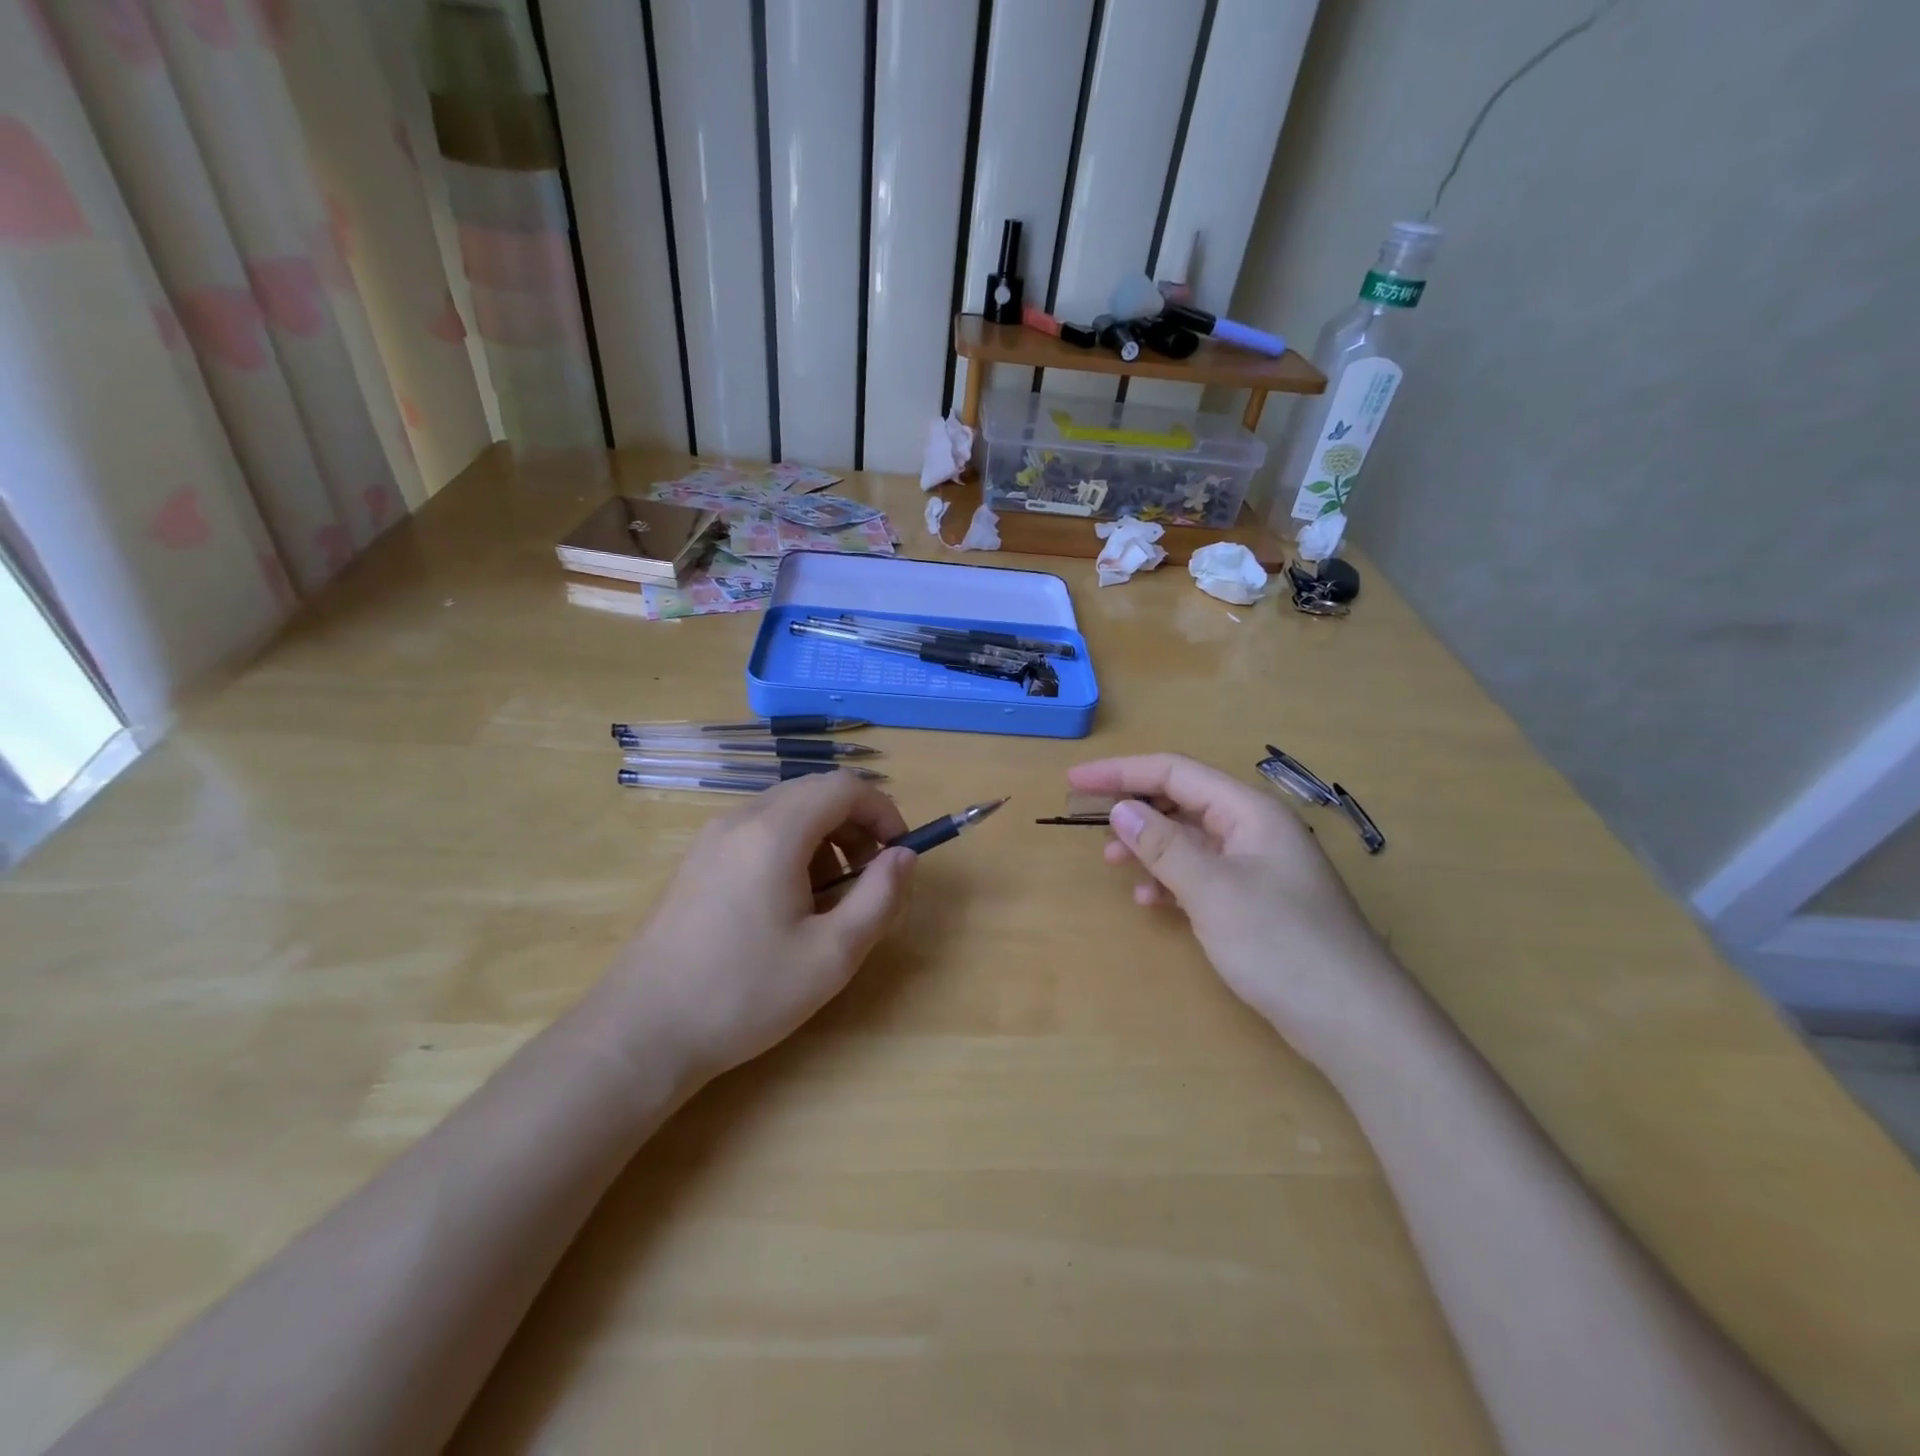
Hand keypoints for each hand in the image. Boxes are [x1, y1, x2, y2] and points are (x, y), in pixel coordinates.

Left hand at [603, 772, 915, 1085]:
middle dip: (855, 824)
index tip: (898, 852)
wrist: (642, 1030)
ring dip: (824, 837)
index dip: (883, 810)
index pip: (845, 787)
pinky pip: (757, 831)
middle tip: (870, 876)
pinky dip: (791, 847)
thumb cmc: (745, 993)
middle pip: (815, 792)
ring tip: (830, 896)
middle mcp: (741, 819)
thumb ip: (880, 897)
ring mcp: (712, 838)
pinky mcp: (697, 860)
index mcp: (775, 832)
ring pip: (786, 810)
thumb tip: (904, 856)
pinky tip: (787, 903)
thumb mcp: (831, 955)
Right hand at [1068, 753, 1411, 1068]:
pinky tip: (1152, 902)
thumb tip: (1120, 808)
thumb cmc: (1282, 944)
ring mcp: (1257, 868)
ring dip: (1150, 847)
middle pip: (1183, 801)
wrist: (1355, 1021)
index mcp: (1249, 812)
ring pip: (1190, 840)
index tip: (1076, 780)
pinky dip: (1172, 881)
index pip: (1175, 772)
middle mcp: (1253, 830)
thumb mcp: (1213, 890)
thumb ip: (1163, 846)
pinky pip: (1202, 876)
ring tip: (1113, 864)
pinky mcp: (1255, 903)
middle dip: (1135, 808)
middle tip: (1089, 823)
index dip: (1122, 772)